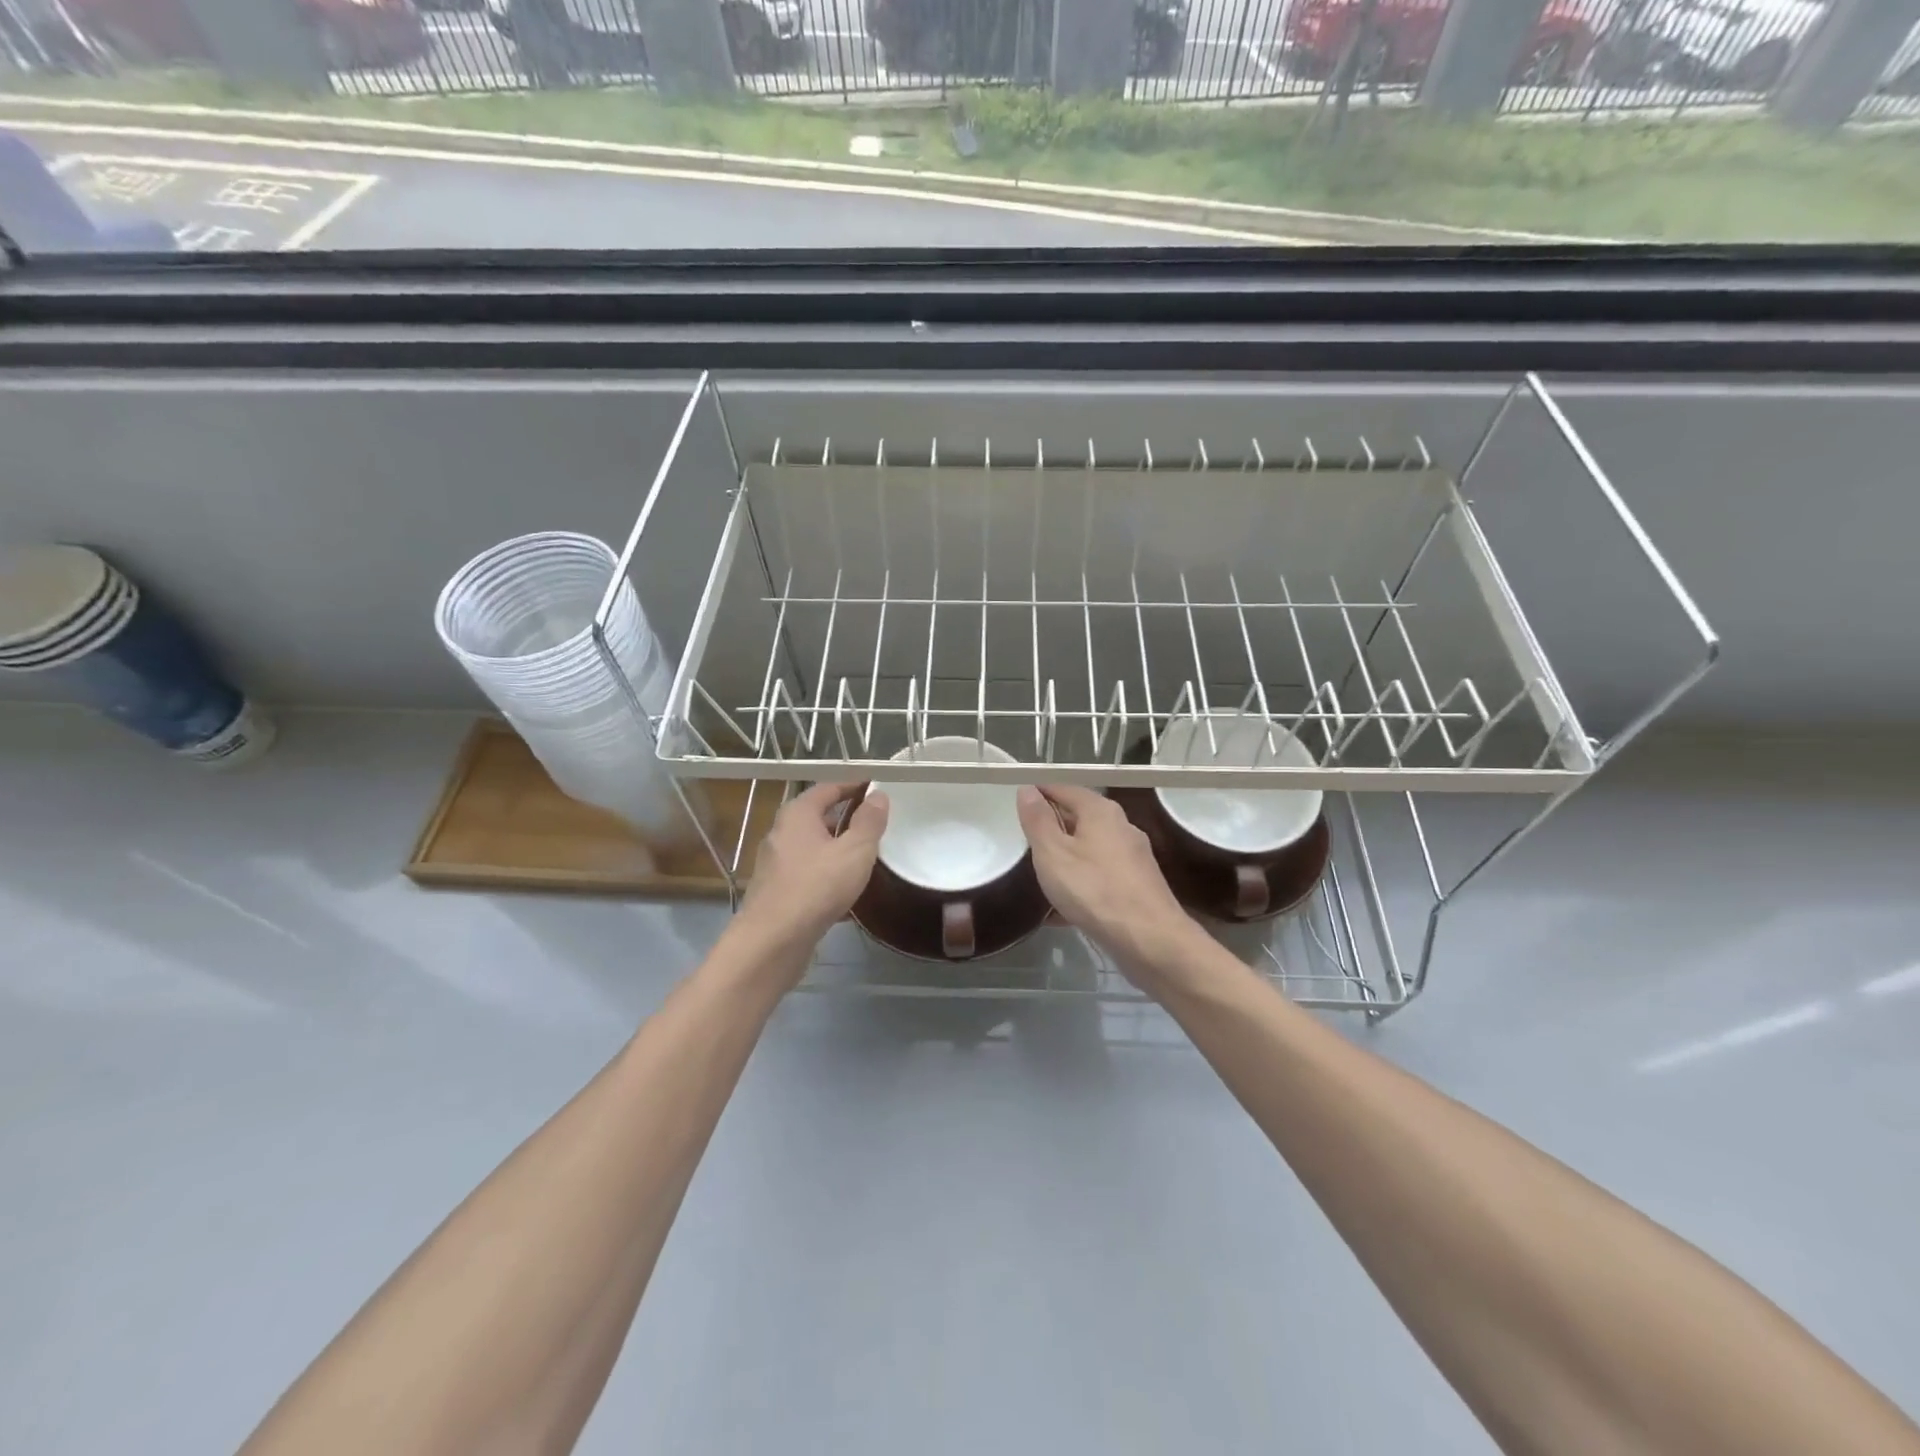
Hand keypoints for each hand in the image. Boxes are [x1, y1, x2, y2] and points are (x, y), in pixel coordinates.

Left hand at [733, 781, 888, 961]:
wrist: (773, 941)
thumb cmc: (817, 887)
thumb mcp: (855, 851)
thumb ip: (869, 822)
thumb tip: (878, 795)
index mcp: (797, 814)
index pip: (828, 788)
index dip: (853, 785)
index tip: (876, 788)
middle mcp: (781, 833)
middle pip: (817, 816)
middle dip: (845, 817)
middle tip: (875, 823)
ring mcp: (775, 863)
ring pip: (812, 846)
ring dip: (836, 847)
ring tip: (865, 855)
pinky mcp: (776, 891)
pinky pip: (807, 872)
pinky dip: (827, 873)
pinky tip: (845, 889)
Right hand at [1015, 784, 1203, 983]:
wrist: (1150, 941)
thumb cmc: (1095, 890)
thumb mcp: (1053, 853)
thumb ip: (1038, 820)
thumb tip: (1027, 789)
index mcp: (1100, 811)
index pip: (1063, 788)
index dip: (1038, 793)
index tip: (1015, 805)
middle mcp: (1121, 827)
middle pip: (1079, 818)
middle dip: (1051, 827)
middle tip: (1021, 841)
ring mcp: (1132, 858)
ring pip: (1089, 850)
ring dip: (1064, 859)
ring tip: (1037, 876)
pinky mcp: (1137, 887)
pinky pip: (1099, 877)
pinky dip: (1079, 885)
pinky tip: (1060, 911)